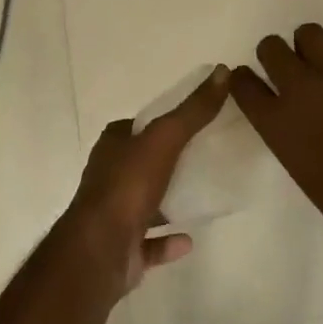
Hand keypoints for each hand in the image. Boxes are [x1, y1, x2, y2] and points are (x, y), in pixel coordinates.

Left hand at [62, 66, 229, 293]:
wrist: (99, 252)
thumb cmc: (128, 186)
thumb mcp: (165, 138)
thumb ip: (193, 110)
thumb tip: (222, 70)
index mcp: (112, 146)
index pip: (136, 127)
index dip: (160, 124)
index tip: (190, 124)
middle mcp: (109, 177)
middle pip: (141, 163)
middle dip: (165, 161)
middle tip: (202, 157)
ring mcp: (113, 216)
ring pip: (144, 202)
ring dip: (166, 201)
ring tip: (199, 196)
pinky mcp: (121, 250)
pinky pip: (149, 243)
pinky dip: (167, 241)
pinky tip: (189, 240)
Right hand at [231, 25, 322, 264]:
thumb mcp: (302, 171)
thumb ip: (290, 135)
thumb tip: (296, 120)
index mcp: (277, 124)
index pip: (243, 83)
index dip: (244, 80)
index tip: (251, 83)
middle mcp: (300, 90)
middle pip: (270, 47)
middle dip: (274, 55)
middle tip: (287, 69)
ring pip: (308, 32)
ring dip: (307, 45)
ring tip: (318, 61)